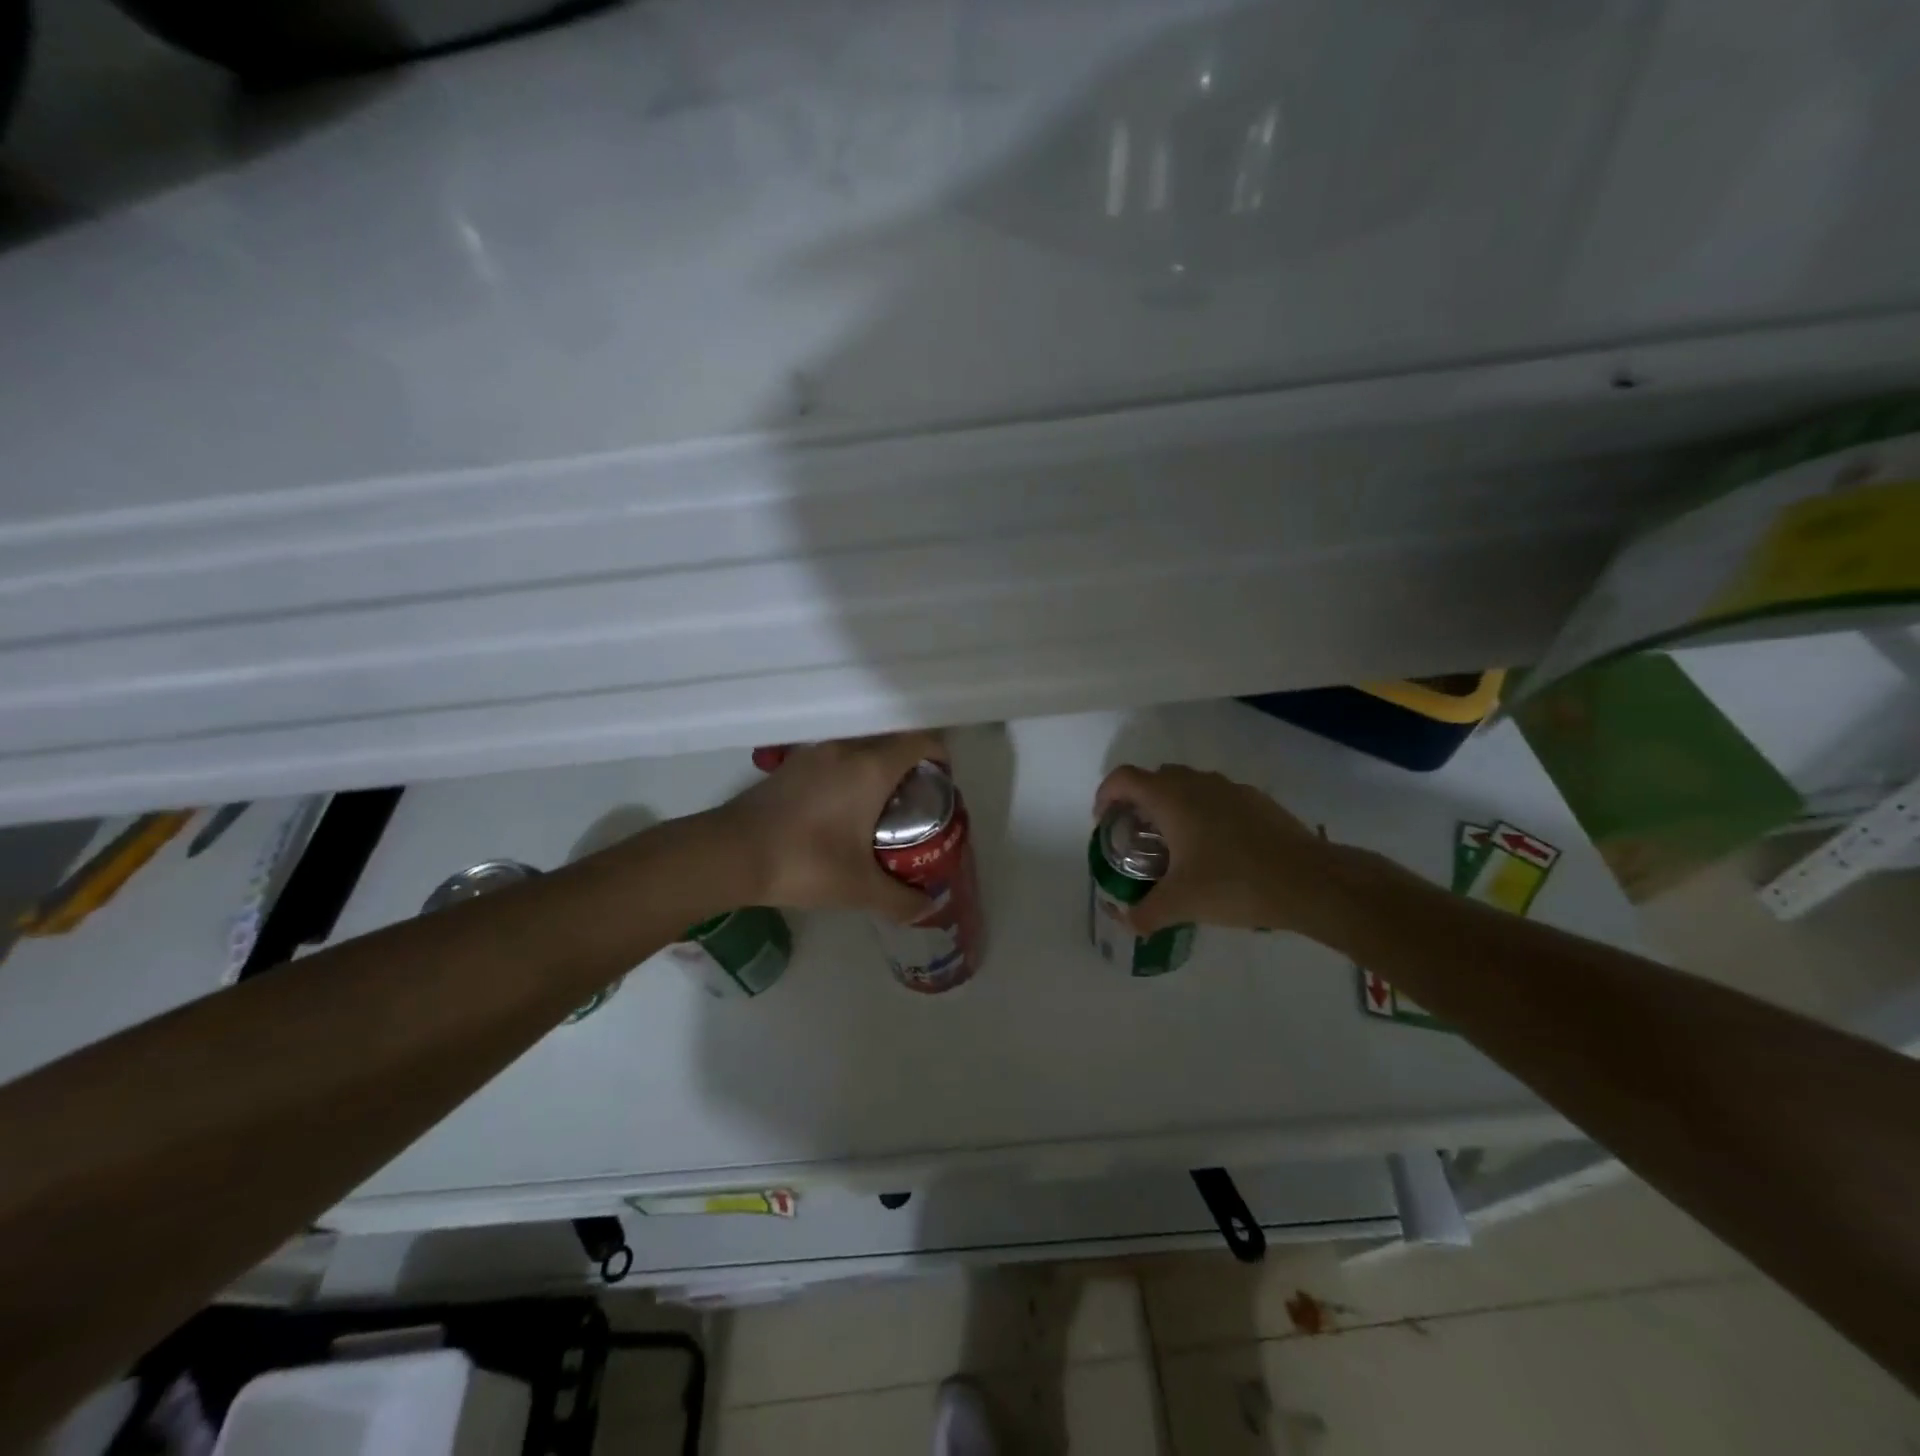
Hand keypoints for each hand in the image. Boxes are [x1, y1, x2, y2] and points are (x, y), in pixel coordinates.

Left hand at [718, 732, 946, 922]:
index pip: (920, 741)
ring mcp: (815, 752)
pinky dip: (851, 773)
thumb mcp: (859, 888)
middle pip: (893, 741)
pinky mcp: (792, 764)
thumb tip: (926, 908)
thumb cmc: (805, 862)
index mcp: (871, 767)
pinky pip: (836, 757)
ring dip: (878, 768)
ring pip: (862, 747)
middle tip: (917, 802)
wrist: (731, 853)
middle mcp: (846, 748)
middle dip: (912, 766)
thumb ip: (900, 899)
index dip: (940, 757)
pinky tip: (843, 810)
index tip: (943, 784)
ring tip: (881, 807)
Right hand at [1093, 764, 1333, 935]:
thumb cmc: (1234, 884)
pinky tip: (1217, 851)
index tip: (1104, 822)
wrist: (1309, 881)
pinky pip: (1217, 798)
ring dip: (1174, 806)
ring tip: (1176, 845)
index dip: (1106, 795)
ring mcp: (1230, 789)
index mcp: (1171, 798)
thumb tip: (1125, 923)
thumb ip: (1145, 913)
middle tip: (1138, 837)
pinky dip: (1205, 814)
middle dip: (1139, 802)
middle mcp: (1197, 783)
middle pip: (1155, 779)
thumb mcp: (1180, 904)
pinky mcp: (1257, 801)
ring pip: (1189, 786)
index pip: (1124, 779)